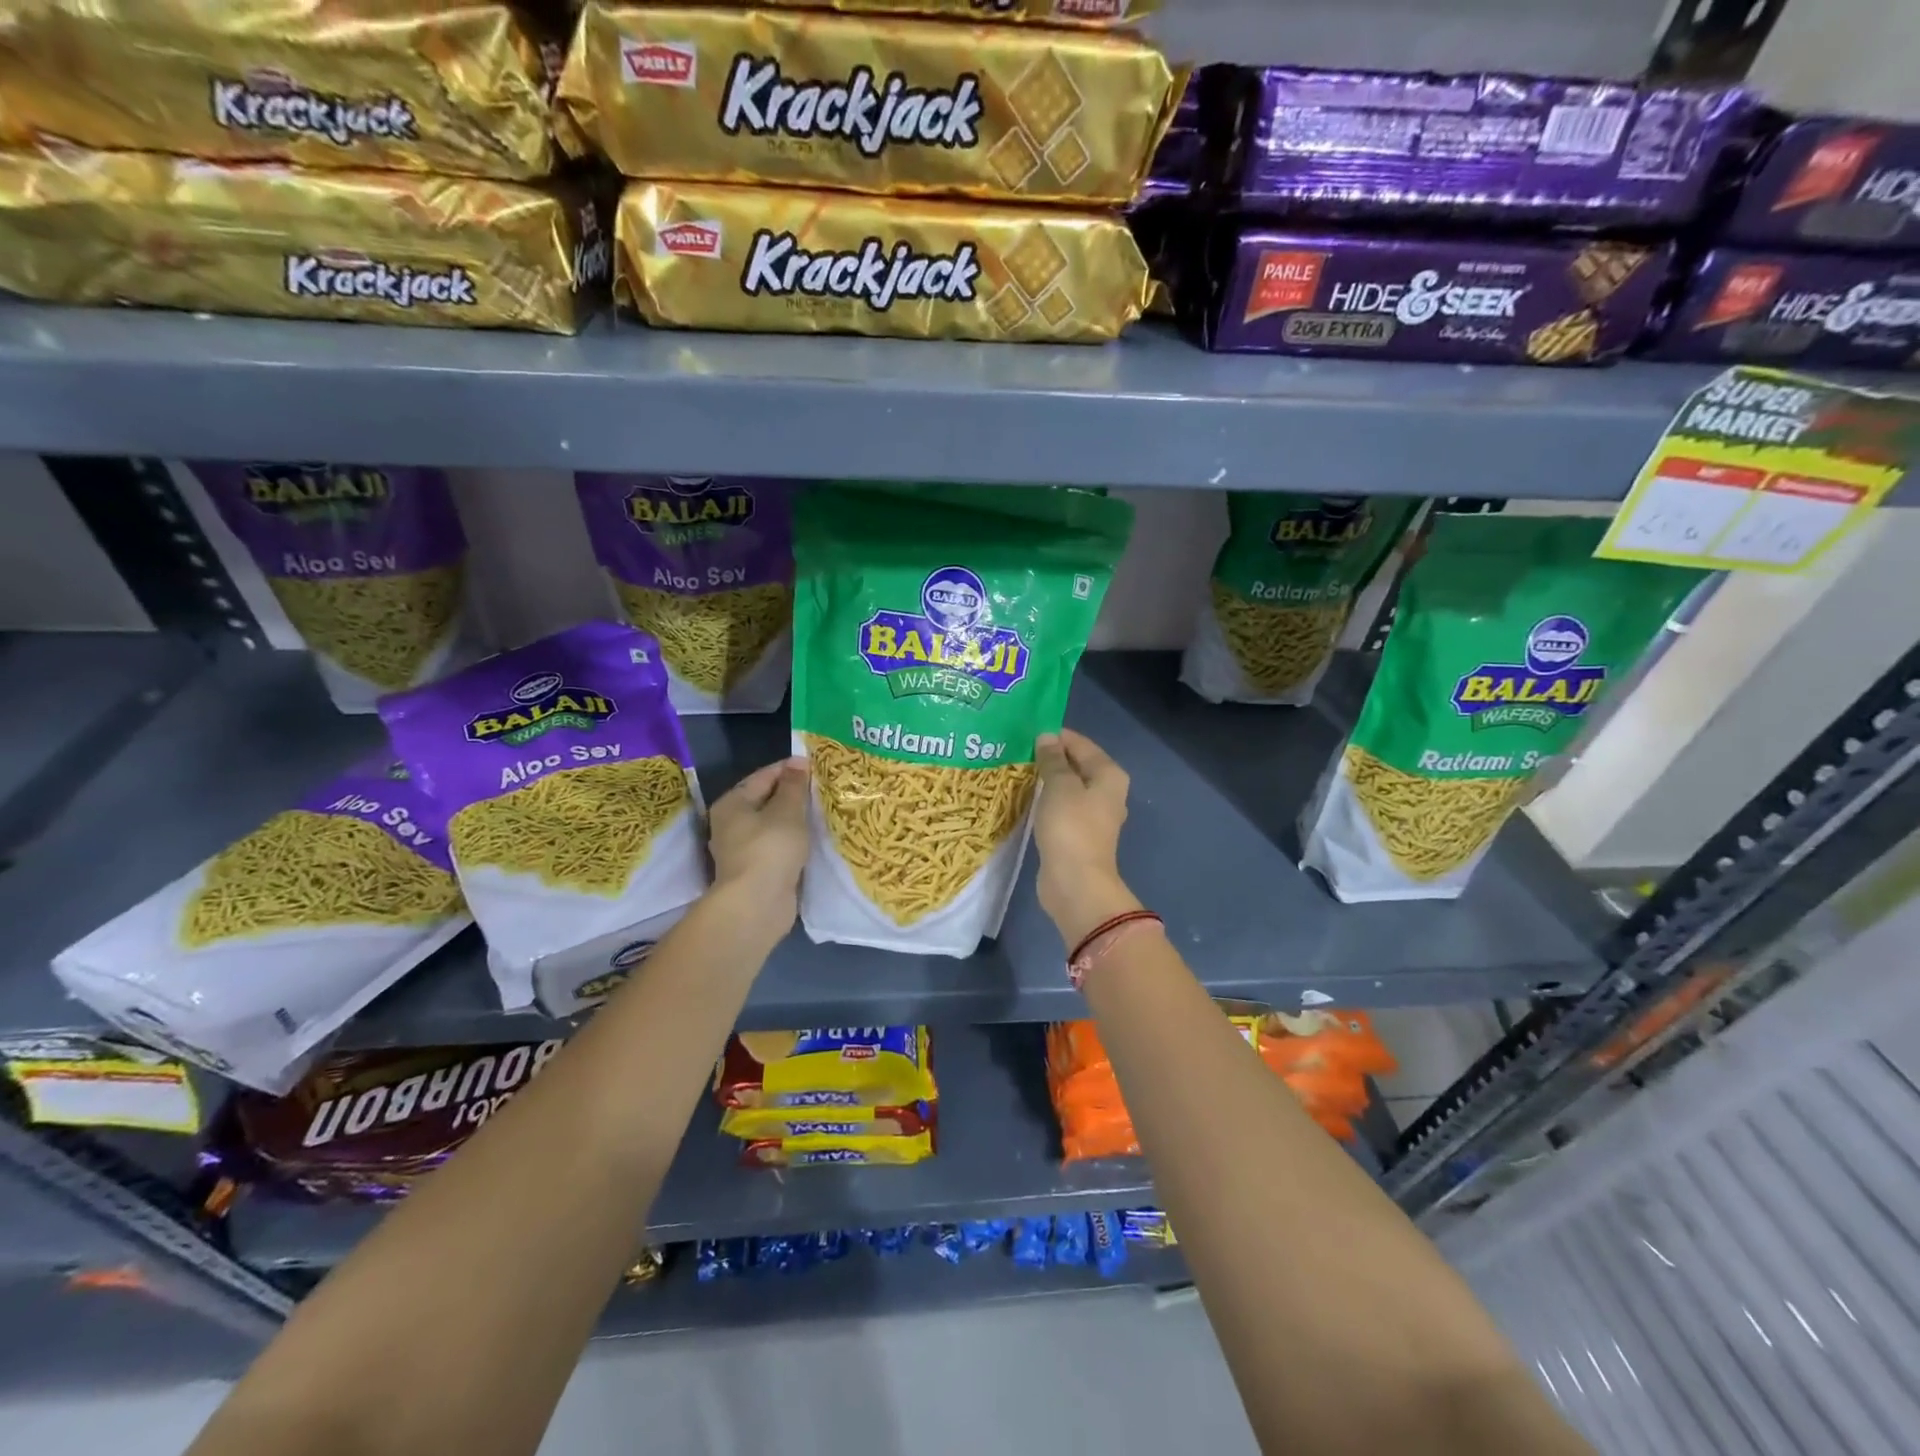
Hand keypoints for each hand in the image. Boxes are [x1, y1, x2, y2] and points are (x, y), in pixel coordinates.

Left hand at [707, 756, 810, 929]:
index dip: (791, 769)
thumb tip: (797, 760)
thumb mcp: (787, 811)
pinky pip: (777, 846)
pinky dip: (793, 841)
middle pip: (766, 800)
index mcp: (732, 803)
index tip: (819, 767)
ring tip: (824, 812)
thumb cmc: (770, 849)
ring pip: (773, 825)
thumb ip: (793, 785)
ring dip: (795, 820)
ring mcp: (742, 849)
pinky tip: (814, 839)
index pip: (764, 776)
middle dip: (794, 795)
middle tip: (825, 789)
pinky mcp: (756, 870)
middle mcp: (731, 823)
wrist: (757, 905)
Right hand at [1033, 729, 1141, 945]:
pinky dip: (1046, 800)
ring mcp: (1093, 816)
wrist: (1075, 882)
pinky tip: (1026, 797)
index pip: (1081, 744)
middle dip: (1050, 757)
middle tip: (1018, 749)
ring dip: (1047, 779)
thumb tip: (1046, 737)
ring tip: (1018, 769)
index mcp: (1109, 775)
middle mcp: (1107, 792)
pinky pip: (1061, 807)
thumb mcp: (1059, 786)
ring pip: (1068, 788)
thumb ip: (1052, 759)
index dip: (1056, 735)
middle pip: (1077, 765)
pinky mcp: (1077, 834)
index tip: (1026, 731)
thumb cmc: (1070, 827)